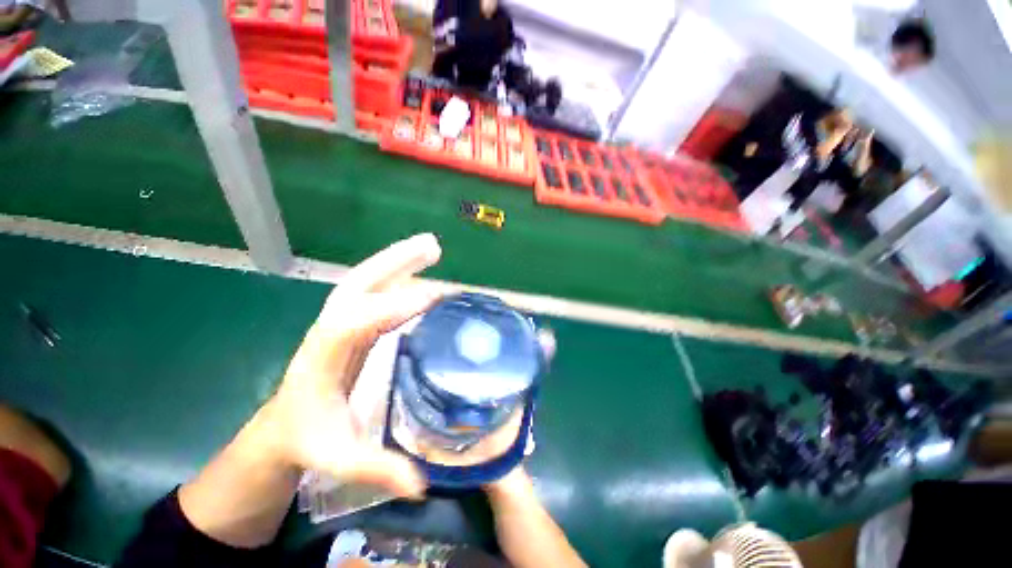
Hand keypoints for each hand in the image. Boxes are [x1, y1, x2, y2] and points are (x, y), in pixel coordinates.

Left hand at [263, 234, 442, 497]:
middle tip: (432, 246)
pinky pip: (379, 293)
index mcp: (322, 357)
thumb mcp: (337, 458)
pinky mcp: (355, 323)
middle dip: (396, 260)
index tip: (434, 298)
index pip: (356, 322)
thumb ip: (378, 469)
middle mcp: (332, 329)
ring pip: (370, 279)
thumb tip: (423, 483)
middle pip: (360, 282)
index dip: (394, 308)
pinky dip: (400, 277)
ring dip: (400, 260)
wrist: (282, 429)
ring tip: (432, 247)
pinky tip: (422, 274)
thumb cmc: (307, 439)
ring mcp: (343, 322)